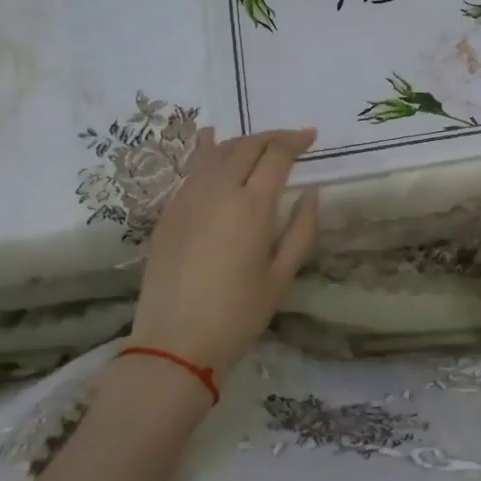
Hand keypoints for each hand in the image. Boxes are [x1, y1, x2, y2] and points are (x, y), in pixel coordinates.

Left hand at [129, 128, 320, 377]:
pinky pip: (192, 168)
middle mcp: (218, 191)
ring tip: (258, 146)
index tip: (312, 137)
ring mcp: (188, 198)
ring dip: (241, 142)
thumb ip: (302, 229)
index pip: (276, 155)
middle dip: (272, 137)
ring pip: (216, 151)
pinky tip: (213, 146)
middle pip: (246, 145)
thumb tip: (311, 192)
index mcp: (251, 206)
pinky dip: (209, 151)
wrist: (175, 342)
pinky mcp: (168, 210)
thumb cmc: (238, 314)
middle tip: (289, 141)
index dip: (296, 140)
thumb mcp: (282, 276)